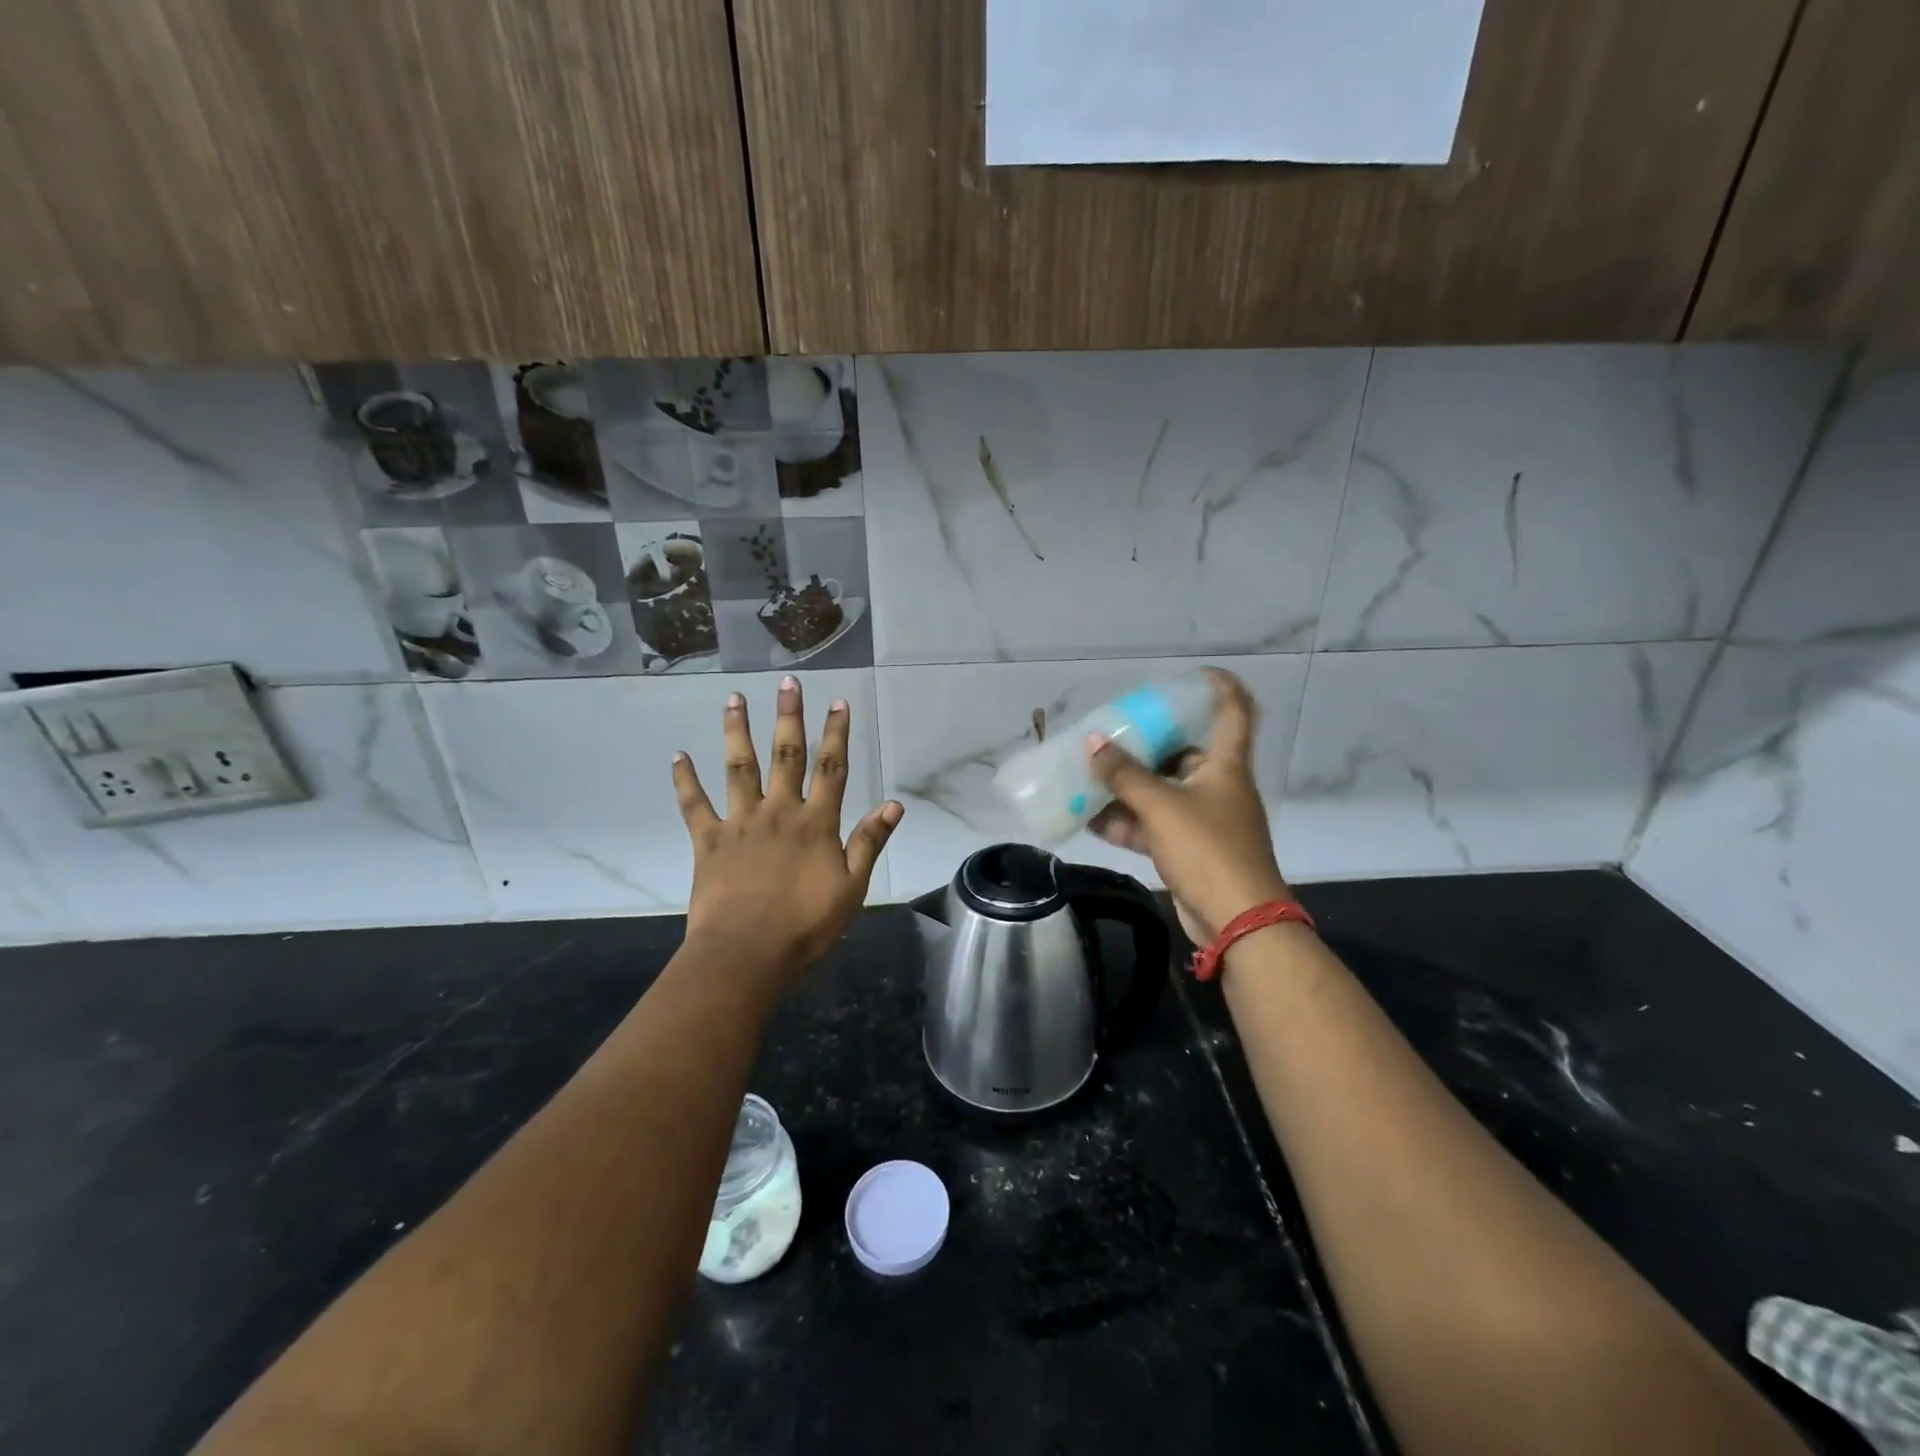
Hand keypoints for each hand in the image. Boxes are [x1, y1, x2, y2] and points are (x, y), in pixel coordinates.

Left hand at [673, 676, 901, 988]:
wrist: (747, 954)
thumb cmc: (806, 925)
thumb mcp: (852, 887)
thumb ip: (869, 842)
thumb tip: (895, 803)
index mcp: (815, 822)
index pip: (831, 768)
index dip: (836, 734)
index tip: (838, 702)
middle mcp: (779, 811)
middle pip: (785, 755)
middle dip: (788, 716)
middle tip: (787, 683)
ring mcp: (741, 822)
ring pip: (739, 768)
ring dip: (737, 731)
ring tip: (733, 699)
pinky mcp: (709, 841)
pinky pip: (695, 805)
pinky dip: (685, 780)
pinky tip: (677, 756)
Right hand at [1085, 667, 1291, 943]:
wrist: (1236, 921)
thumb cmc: (1207, 850)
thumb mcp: (1161, 807)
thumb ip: (1124, 775)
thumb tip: (1092, 743)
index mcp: (1225, 765)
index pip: (1233, 711)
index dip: (1219, 687)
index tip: (1192, 674)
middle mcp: (1216, 786)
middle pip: (1182, 753)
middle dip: (1144, 745)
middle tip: (1109, 733)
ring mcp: (1202, 820)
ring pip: (1160, 792)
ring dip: (1125, 787)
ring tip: (1086, 775)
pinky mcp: (1187, 849)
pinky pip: (1151, 825)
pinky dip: (1124, 821)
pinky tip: (1088, 819)